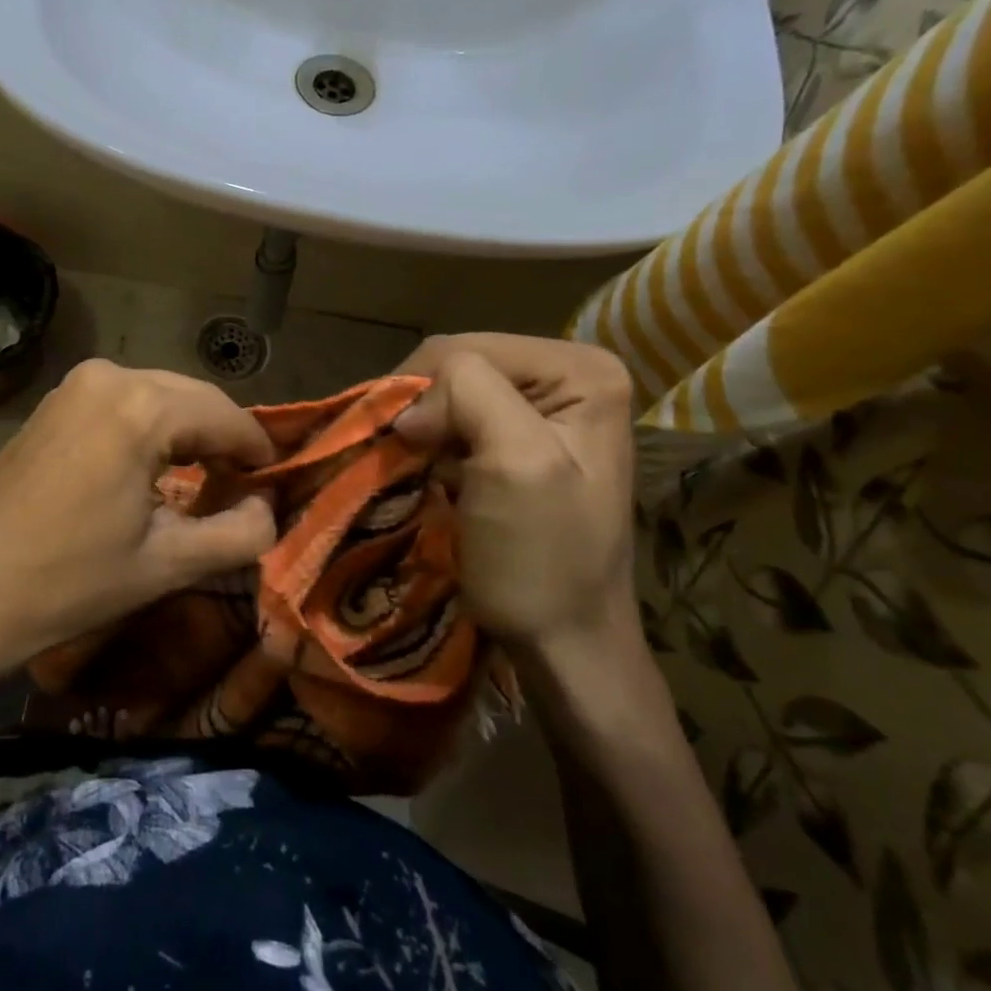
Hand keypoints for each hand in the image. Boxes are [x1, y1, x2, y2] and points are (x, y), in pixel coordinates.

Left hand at [0, 360, 276, 682]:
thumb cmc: (67, 582)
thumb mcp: (166, 565)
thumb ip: (239, 534)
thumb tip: (268, 509)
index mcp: (143, 406)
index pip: (227, 416)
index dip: (258, 450)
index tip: (274, 484)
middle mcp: (110, 376)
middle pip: (193, 398)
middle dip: (222, 439)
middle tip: (242, 487)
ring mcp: (73, 386)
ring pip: (157, 397)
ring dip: (185, 433)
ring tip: (202, 481)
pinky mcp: (51, 404)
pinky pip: (121, 404)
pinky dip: (148, 429)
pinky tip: (150, 470)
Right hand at [393, 334, 638, 655]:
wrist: (562, 641)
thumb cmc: (543, 559)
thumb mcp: (517, 464)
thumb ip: (470, 394)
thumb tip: (409, 406)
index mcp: (582, 370)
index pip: (467, 349)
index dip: (427, 393)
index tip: (411, 448)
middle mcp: (565, 377)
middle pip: (457, 365)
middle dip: (423, 410)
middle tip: (407, 460)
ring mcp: (540, 410)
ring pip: (447, 394)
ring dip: (421, 430)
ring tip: (414, 469)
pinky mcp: (514, 440)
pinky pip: (452, 421)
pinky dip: (428, 446)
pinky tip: (428, 473)